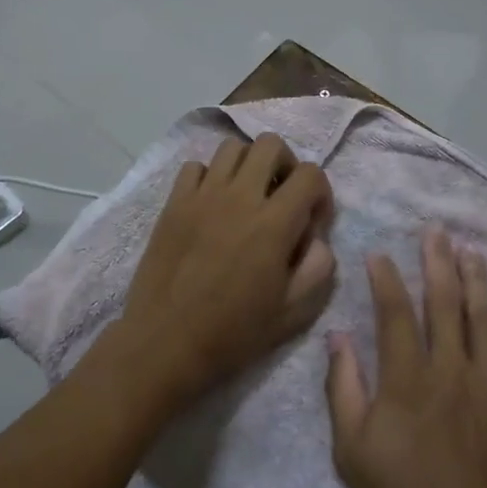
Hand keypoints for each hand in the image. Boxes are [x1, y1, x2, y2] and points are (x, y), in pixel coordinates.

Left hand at [122, 134, 335, 403]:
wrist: (166, 343)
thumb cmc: (234, 333)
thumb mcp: (294, 311)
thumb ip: (319, 266)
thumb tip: (316, 236)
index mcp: (274, 223)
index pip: (309, 174)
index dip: (320, 193)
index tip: (312, 221)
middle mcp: (239, 197)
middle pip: (270, 144)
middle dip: (286, 164)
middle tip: (282, 197)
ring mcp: (201, 196)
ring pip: (231, 148)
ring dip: (248, 165)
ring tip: (247, 196)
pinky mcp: (173, 204)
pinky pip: (195, 167)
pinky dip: (210, 177)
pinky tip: (212, 205)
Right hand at [325, 229, 486, 487]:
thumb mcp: (353, 454)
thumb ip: (344, 389)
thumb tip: (338, 337)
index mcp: (407, 380)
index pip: (395, 312)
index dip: (386, 279)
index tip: (379, 254)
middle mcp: (452, 371)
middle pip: (445, 304)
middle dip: (438, 263)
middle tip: (436, 232)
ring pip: (486, 321)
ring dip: (478, 282)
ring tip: (472, 253)